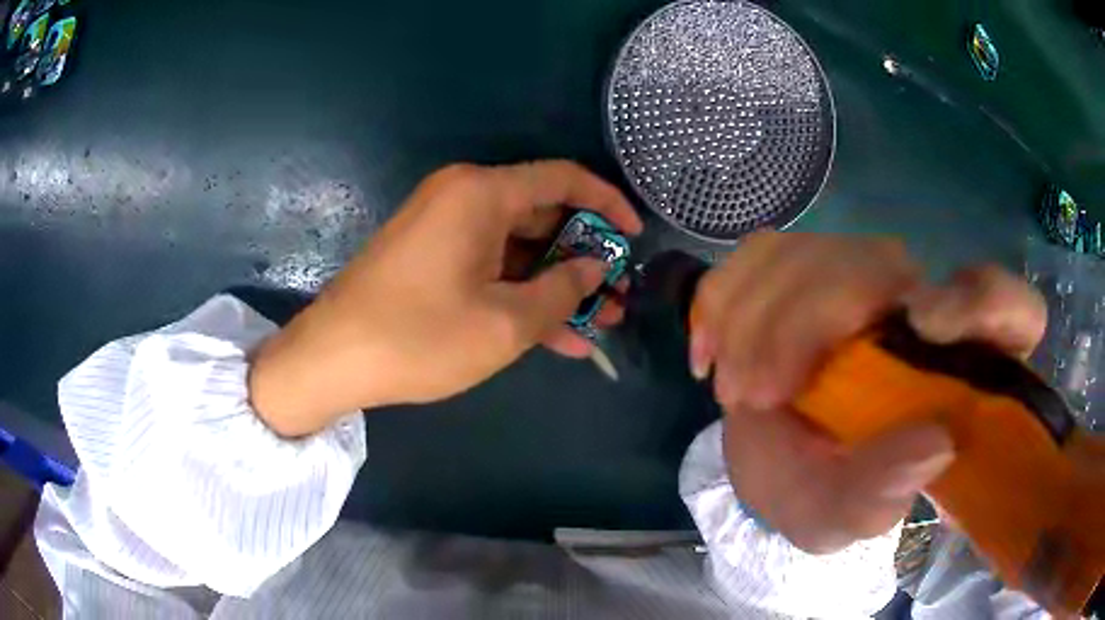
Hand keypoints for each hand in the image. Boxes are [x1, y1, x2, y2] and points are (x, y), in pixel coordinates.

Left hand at [249, 161, 641, 435]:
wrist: (331, 360)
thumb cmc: (418, 337)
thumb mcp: (504, 323)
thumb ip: (561, 291)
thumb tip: (593, 268)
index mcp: (481, 194)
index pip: (563, 179)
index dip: (607, 204)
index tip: (634, 237)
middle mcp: (463, 198)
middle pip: (542, 215)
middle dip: (584, 258)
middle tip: (616, 296)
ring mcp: (444, 228)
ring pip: (518, 248)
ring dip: (556, 284)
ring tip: (598, 322)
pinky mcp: (431, 257)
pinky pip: (489, 266)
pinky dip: (520, 294)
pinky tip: (556, 335)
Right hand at [689, 232, 1045, 552]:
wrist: (778, 465)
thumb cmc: (823, 493)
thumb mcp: (840, 517)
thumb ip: (876, 498)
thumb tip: (934, 445)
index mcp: (956, 369)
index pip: (1008, 308)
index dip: (980, 299)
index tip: (924, 323)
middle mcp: (919, 309)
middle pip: (881, 262)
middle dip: (806, 320)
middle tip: (755, 393)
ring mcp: (862, 282)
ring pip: (814, 251)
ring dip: (757, 316)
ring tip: (734, 388)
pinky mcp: (808, 272)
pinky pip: (762, 254)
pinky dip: (725, 296)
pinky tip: (710, 351)